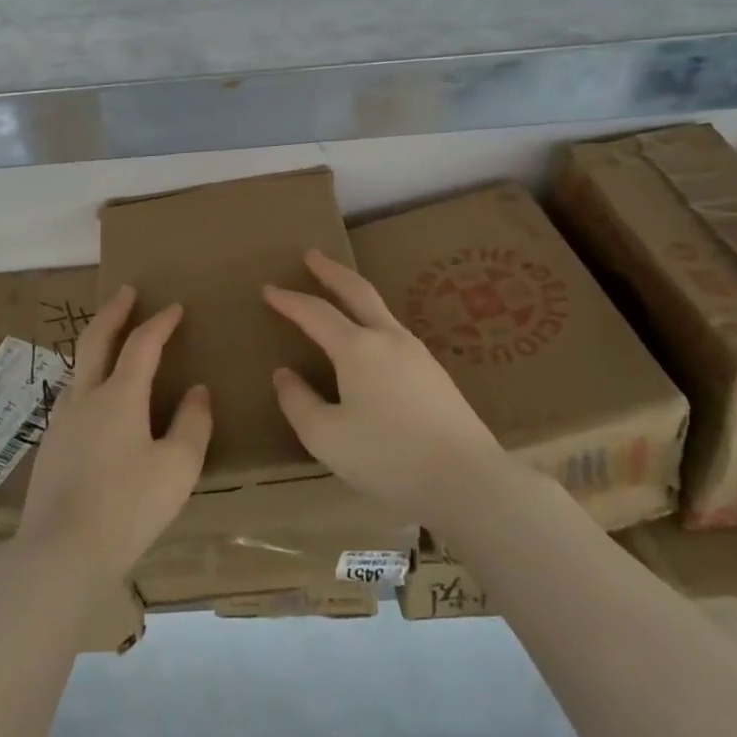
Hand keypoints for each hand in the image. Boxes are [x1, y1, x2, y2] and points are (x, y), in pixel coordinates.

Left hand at [18, 286, 211, 577]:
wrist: (61, 552)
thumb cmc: (128, 507)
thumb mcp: (177, 468)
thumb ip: (192, 424)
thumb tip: (197, 390)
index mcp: (119, 396)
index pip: (142, 344)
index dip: (160, 322)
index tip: (175, 307)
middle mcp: (86, 397)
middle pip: (96, 339)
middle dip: (114, 311)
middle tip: (127, 292)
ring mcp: (61, 420)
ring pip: (78, 367)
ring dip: (97, 343)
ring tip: (111, 339)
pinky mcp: (50, 445)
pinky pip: (72, 395)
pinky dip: (88, 377)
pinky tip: (95, 398)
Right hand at [263, 249, 506, 525]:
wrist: (468, 480)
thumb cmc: (389, 457)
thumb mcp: (326, 437)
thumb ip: (299, 402)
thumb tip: (284, 375)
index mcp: (358, 349)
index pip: (315, 313)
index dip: (289, 300)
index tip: (268, 290)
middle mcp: (389, 339)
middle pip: (357, 291)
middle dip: (331, 271)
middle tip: (312, 255)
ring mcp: (417, 354)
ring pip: (380, 311)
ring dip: (355, 295)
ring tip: (340, 295)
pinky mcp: (435, 375)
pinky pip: (394, 334)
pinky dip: (372, 322)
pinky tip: (371, 344)